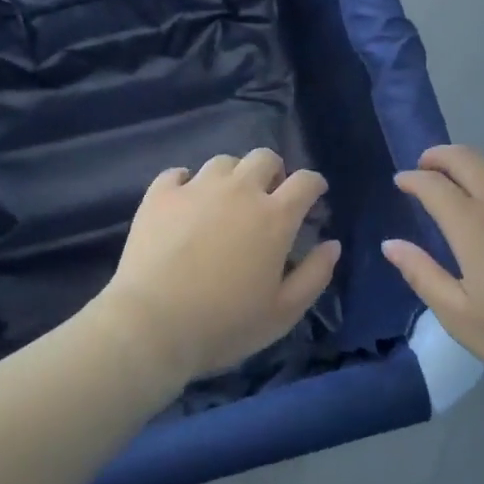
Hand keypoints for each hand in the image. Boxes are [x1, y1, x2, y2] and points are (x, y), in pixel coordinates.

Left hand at [95, 149, 339, 389]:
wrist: (151, 326)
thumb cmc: (225, 324)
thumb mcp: (283, 313)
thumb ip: (315, 275)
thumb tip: (332, 244)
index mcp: (274, 216)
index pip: (305, 181)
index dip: (314, 184)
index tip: (314, 195)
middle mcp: (239, 191)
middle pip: (264, 157)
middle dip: (274, 171)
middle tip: (268, 196)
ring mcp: (196, 188)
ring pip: (223, 162)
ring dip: (233, 176)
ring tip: (226, 200)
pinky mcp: (160, 195)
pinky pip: (177, 173)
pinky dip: (186, 182)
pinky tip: (186, 202)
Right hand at [384, 145, 483, 392]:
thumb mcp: (459, 316)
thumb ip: (422, 274)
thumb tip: (391, 244)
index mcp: (473, 224)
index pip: (434, 185)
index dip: (413, 179)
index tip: (401, 181)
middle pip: (467, 158)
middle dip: (440, 155)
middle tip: (426, 164)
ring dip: (474, 165)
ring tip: (463, 180)